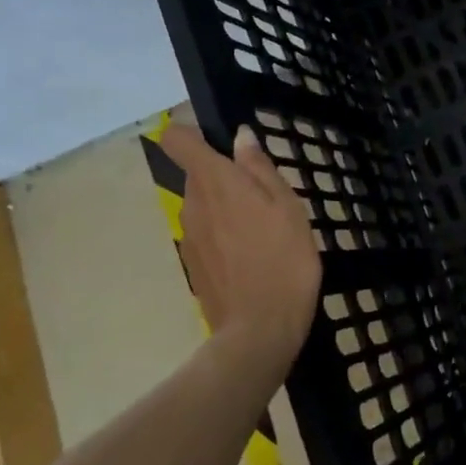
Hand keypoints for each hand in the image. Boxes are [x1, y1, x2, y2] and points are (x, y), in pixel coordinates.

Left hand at [159, 121, 321, 367]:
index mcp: (214, 183)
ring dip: (227, 207)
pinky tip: (254, 255)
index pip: (178, 141)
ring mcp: (188, 238)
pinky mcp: (193, 265)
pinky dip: (225, 235)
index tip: (220, 139)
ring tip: (265, 228)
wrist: (259, 331)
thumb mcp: (287, 207)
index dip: (193, 133)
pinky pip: (206, 234)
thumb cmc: (284, 259)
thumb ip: (260, 169)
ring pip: (204, 206)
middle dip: (225, 176)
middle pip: (197, 175)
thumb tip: (240, 137)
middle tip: (266, 194)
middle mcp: (191, 205)